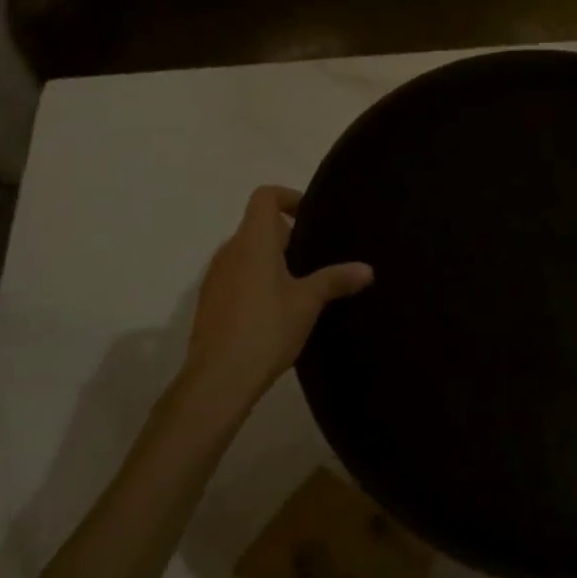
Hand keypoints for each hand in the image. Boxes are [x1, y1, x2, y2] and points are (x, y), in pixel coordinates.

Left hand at [184, 186, 372, 407]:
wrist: (218, 380)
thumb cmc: (267, 328)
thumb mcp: (308, 302)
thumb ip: (336, 279)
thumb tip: (367, 269)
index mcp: (253, 241)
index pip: (265, 197)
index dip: (289, 198)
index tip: (311, 217)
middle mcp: (229, 251)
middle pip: (257, 226)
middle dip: (286, 235)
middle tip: (315, 256)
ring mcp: (214, 279)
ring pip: (246, 253)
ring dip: (270, 260)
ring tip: (299, 285)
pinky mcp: (209, 304)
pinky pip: (236, 277)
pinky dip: (256, 281)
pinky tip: (276, 311)